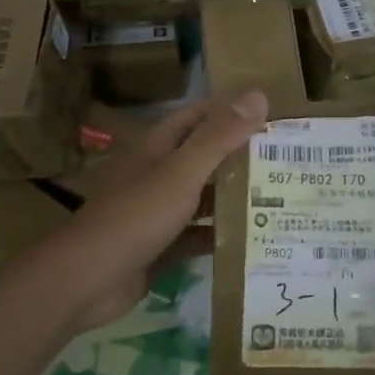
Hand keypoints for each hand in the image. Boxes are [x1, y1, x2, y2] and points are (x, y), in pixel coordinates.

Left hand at [52, 89, 267, 332]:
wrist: (86, 279)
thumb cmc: (136, 216)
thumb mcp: (182, 173)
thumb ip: (219, 137)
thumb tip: (259, 95)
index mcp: (159, 148)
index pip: (200, 117)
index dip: (232, 111)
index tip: (273, 115)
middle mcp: (159, 175)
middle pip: (205, 158)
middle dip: (241, 157)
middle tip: (288, 161)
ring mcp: (158, 212)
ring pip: (203, 198)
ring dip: (234, 197)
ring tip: (281, 198)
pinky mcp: (161, 247)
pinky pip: (197, 236)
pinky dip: (221, 236)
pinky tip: (253, 240)